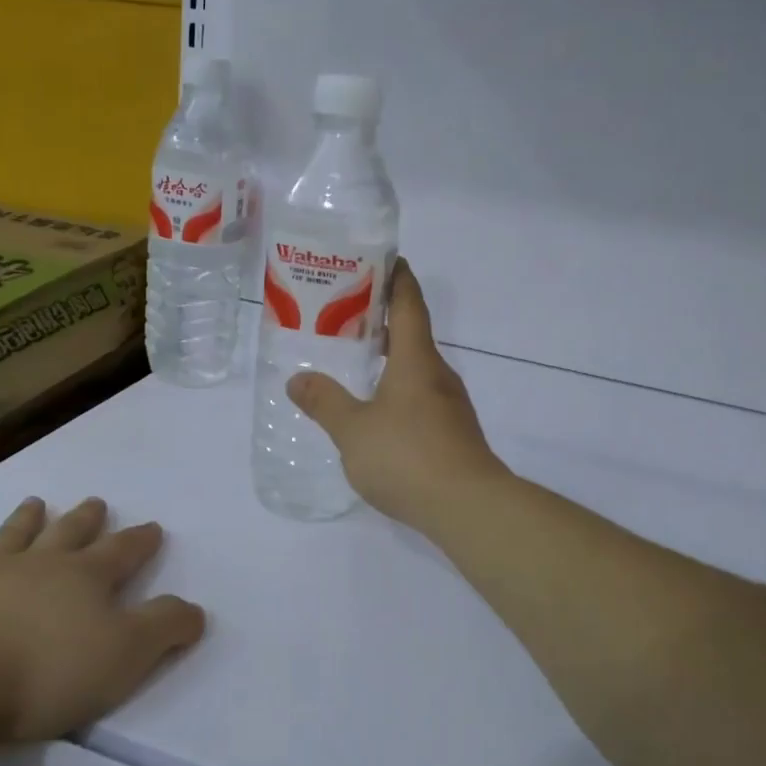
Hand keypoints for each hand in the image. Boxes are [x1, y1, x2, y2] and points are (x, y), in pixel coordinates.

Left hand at [0, 497, 204, 749]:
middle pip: (68, 534)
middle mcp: (38, 565)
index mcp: (85, 578)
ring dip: (25, 520)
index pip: (122, 552)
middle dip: (86, 519)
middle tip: (95, 502)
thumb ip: (164, 627)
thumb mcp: (126, 655)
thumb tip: (196, 609)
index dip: (141, 540)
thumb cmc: (47, 671)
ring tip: (34, 502)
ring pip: (11, 537)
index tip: (153, 527)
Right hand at [287, 262, 508, 530]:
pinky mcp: (453, 433)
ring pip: (417, 369)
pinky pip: (421, 397)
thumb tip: (297, 380)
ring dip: (390, 358)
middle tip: (346, 314)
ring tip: (356, 361)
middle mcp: (438, 374)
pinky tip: (378, 411)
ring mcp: (450, 405)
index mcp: (416, 360)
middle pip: (412, 334)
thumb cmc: (407, 456)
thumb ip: (324, 403)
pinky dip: (398, 389)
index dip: (397, 278)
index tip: (383, 258)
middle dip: (382, 320)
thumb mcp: (353, 430)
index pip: (408, 304)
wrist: (468, 507)